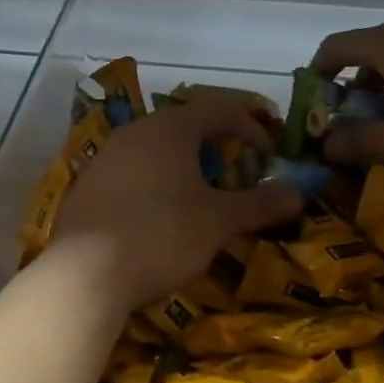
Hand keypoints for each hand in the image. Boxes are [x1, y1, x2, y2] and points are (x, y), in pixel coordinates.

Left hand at [51, 95, 302, 310]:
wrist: (85, 273)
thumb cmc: (162, 234)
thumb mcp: (219, 221)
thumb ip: (259, 204)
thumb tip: (298, 194)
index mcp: (169, 129)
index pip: (219, 109)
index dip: (250, 128)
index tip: (268, 157)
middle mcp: (134, 132)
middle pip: (184, 127)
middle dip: (216, 149)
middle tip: (235, 178)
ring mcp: (104, 158)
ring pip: (154, 151)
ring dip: (183, 168)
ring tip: (199, 200)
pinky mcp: (85, 186)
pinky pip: (130, 174)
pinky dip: (153, 185)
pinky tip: (157, 218)